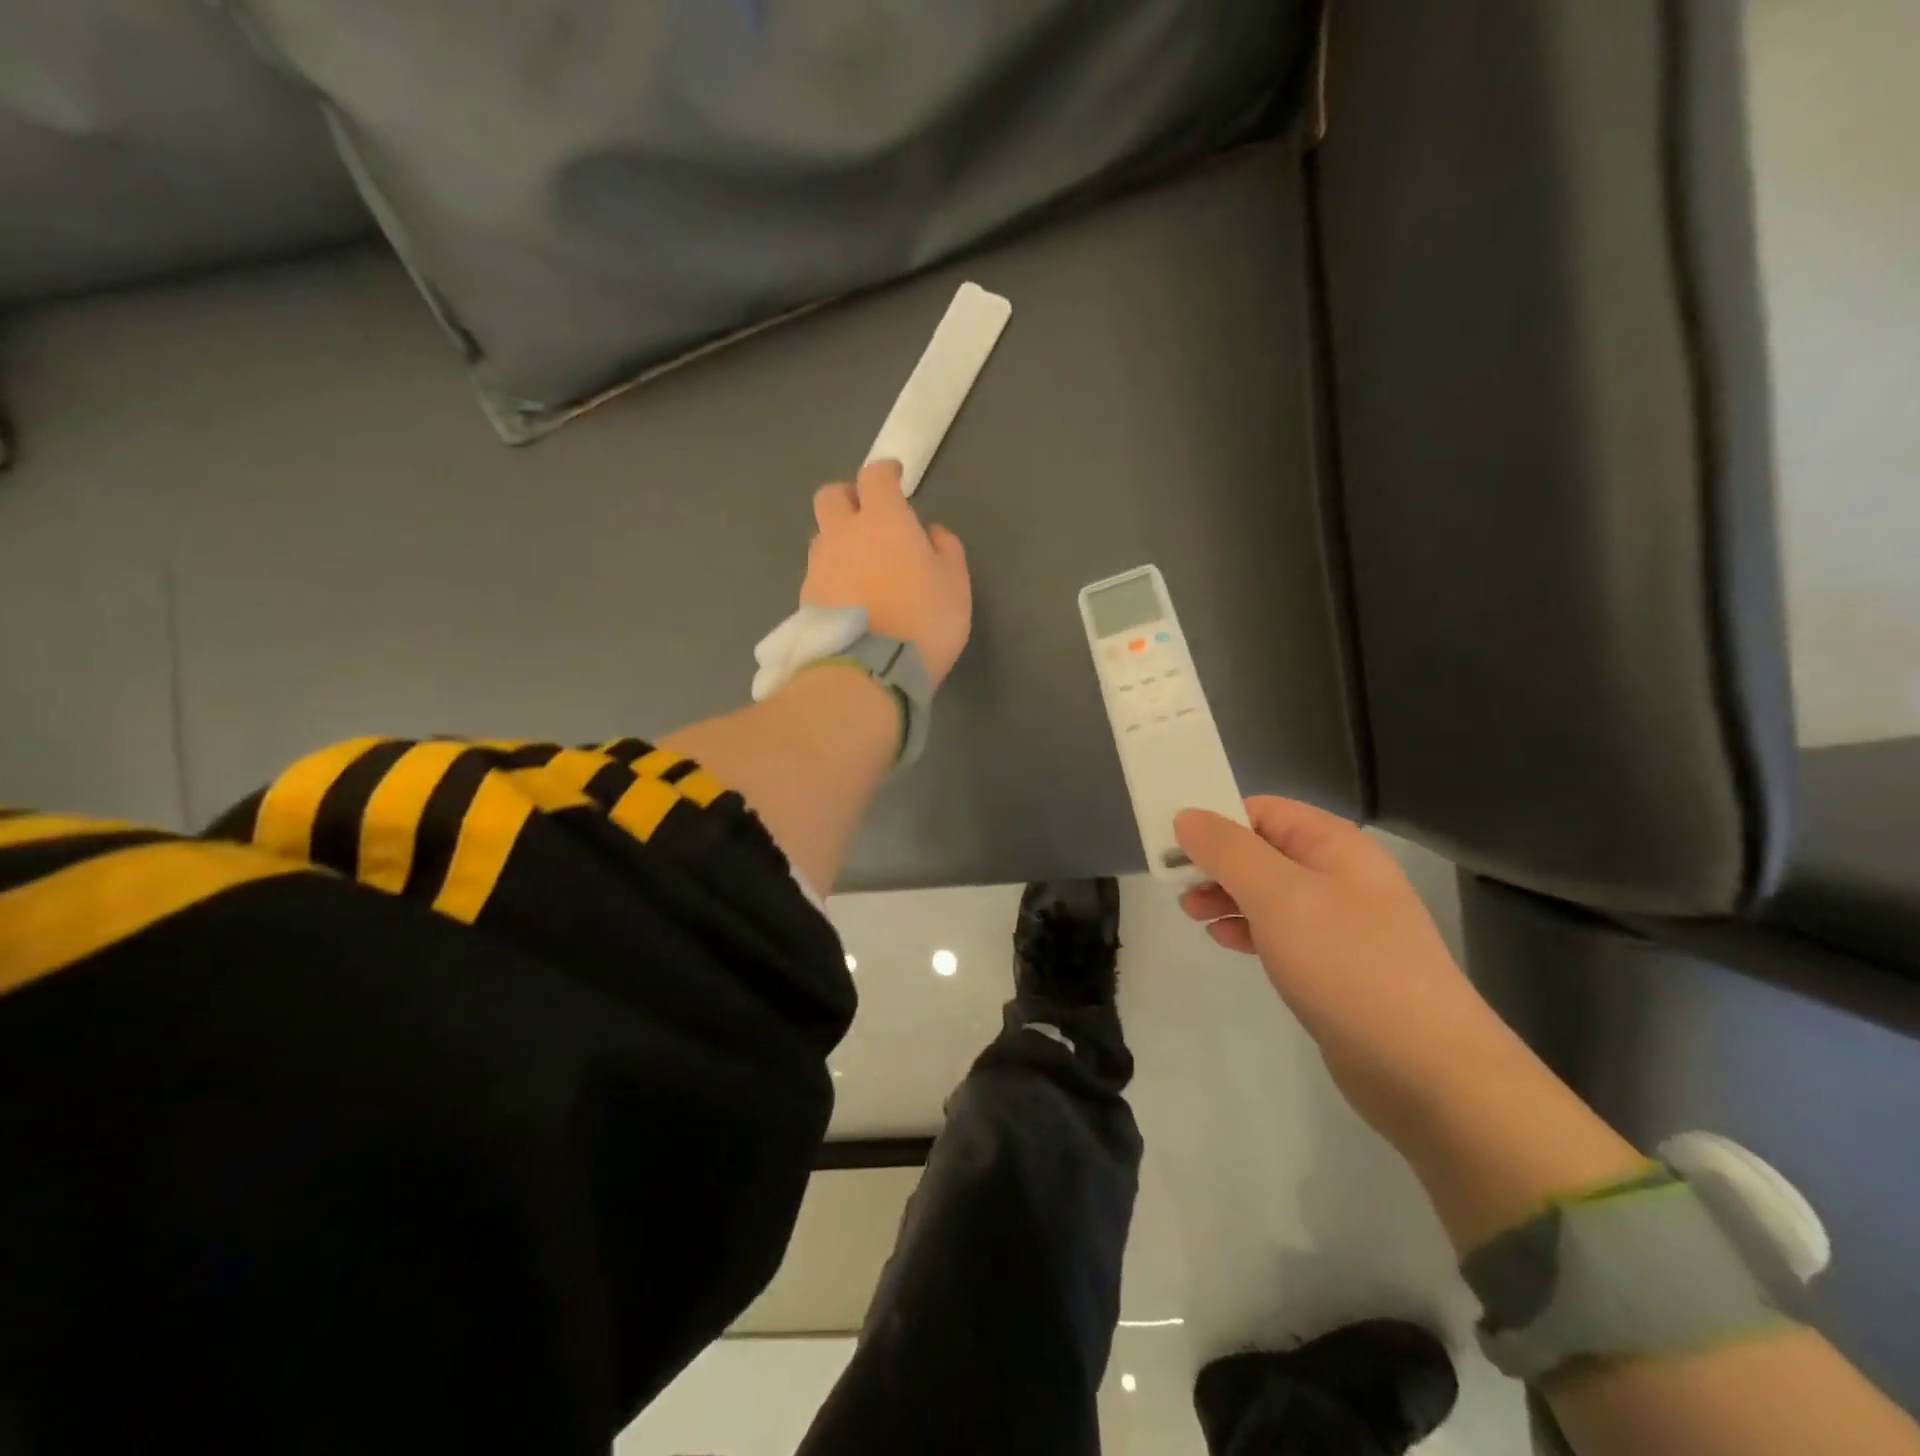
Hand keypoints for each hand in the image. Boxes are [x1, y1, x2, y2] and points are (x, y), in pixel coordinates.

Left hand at [802, 460, 971, 687]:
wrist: (868, 673)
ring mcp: (818, 567)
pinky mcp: (806, 600)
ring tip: (859, 563)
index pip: (875, 477)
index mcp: (883, 521)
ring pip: (821, 536)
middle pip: (831, 496)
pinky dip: (831, 575)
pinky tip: (848, 597)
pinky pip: (817, 573)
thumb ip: (945, 549)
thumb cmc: (923, 622)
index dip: (886, 471)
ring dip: (838, 539)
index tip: (895, 477)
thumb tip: (930, 533)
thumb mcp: (955, 585)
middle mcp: (843, 535)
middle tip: (867, 515)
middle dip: (848, 497)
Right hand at [1173, 797, 1521, 1142]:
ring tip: (1192, 914)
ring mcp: (1342, 922)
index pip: (1264, 811)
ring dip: (1227, 896)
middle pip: (1264, 850)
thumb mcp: (1278, 895)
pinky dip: (1249, 929)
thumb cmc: (1346, 964)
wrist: (1424, 1067)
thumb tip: (1187, 815)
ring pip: (1270, 892)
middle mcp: (1341, 875)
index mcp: (1334, 845)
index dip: (1217, 821)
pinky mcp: (1336, 965)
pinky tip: (1226, 941)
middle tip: (1177, 885)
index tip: (1175, 847)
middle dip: (1217, 863)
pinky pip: (1282, 931)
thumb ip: (1228, 851)